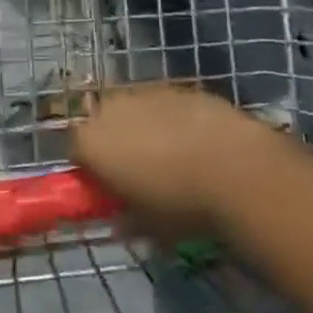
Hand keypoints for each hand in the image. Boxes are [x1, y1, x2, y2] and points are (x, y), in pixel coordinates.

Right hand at [71, 84, 278, 236]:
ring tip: (173, 156)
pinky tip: (198, 141)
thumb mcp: (147, 226)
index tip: (109, 188)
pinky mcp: (178, 86)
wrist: (237, 168)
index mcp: (90, 142)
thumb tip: (121, 221)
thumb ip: (125, 219)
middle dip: (114, 143)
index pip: (75, 152)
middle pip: (101, 123)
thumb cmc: (180, 203)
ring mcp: (144, 92)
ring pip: (134, 110)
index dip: (91, 170)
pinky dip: (173, 119)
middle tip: (139, 171)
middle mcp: (109, 109)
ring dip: (144, 128)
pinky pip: (165, 104)